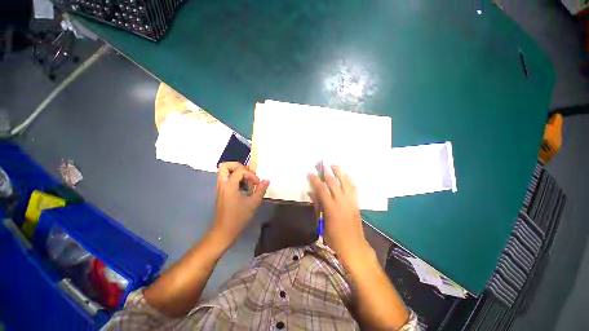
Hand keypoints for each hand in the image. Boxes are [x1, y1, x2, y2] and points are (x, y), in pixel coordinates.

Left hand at [211, 162, 269, 244]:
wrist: (223, 232)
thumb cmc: (238, 218)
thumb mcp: (253, 203)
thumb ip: (260, 190)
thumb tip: (266, 180)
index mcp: (229, 185)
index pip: (240, 170)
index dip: (251, 175)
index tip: (257, 184)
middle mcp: (222, 184)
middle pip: (225, 166)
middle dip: (238, 166)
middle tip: (248, 174)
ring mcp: (220, 188)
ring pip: (225, 172)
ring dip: (237, 173)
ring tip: (247, 182)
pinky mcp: (222, 193)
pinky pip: (226, 179)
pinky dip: (235, 179)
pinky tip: (244, 188)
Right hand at [308, 165, 369, 261]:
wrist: (353, 245)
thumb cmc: (334, 237)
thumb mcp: (322, 222)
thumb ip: (317, 205)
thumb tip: (311, 193)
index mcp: (331, 207)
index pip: (322, 189)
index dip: (315, 180)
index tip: (310, 172)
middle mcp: (341, 201)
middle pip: (333, 182)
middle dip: (326, 172)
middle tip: (321, 164)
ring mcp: (350, 201)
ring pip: (345, 182)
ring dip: (339, 172)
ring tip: (333, 164)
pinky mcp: (356, 203)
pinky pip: (353, 188)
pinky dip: (349, 180)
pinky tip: (346, 174)